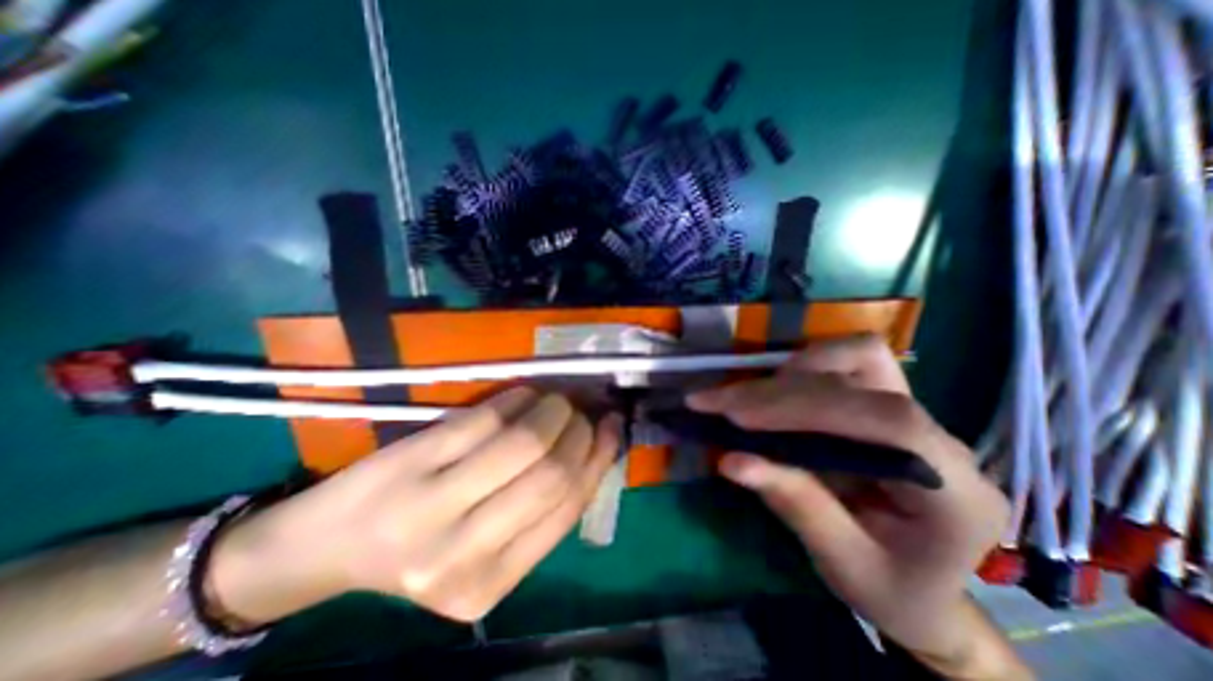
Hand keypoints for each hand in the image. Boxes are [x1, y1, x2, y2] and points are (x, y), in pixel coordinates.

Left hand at [209, 388, 618, 620]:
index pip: (566, 507)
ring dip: (553, 409)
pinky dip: (517, 399)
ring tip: (559, 399)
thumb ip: (539, 507)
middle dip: (579, 430)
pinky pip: (485, 419)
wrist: (327, 545)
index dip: (598, 458)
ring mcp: (430, 506)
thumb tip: (594, 446)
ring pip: (524, 442)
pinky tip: (526, 394)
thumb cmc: (418, 545)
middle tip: (583, 410)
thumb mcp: (485, 547)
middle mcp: (462, 555)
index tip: (611, 426)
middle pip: (551, 474)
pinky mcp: (411, 462)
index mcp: (489, 585)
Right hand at [687, 335, 1011, 663]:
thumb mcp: (844, 565)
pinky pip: (843, 364)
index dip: (806, 408)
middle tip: (714, 403)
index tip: (737, 417)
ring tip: (742, 400)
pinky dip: (799, 372)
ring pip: (855, 356)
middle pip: (859, 379)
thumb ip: (796, 506)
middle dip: (776, 390)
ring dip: (790, 372)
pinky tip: (769, 396)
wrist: (921, 587)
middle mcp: (940, 438)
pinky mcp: (882, 403)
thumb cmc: (892, 590)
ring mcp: (913, 413)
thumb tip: (730, 460)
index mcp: (956, 490)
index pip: (886, 420)